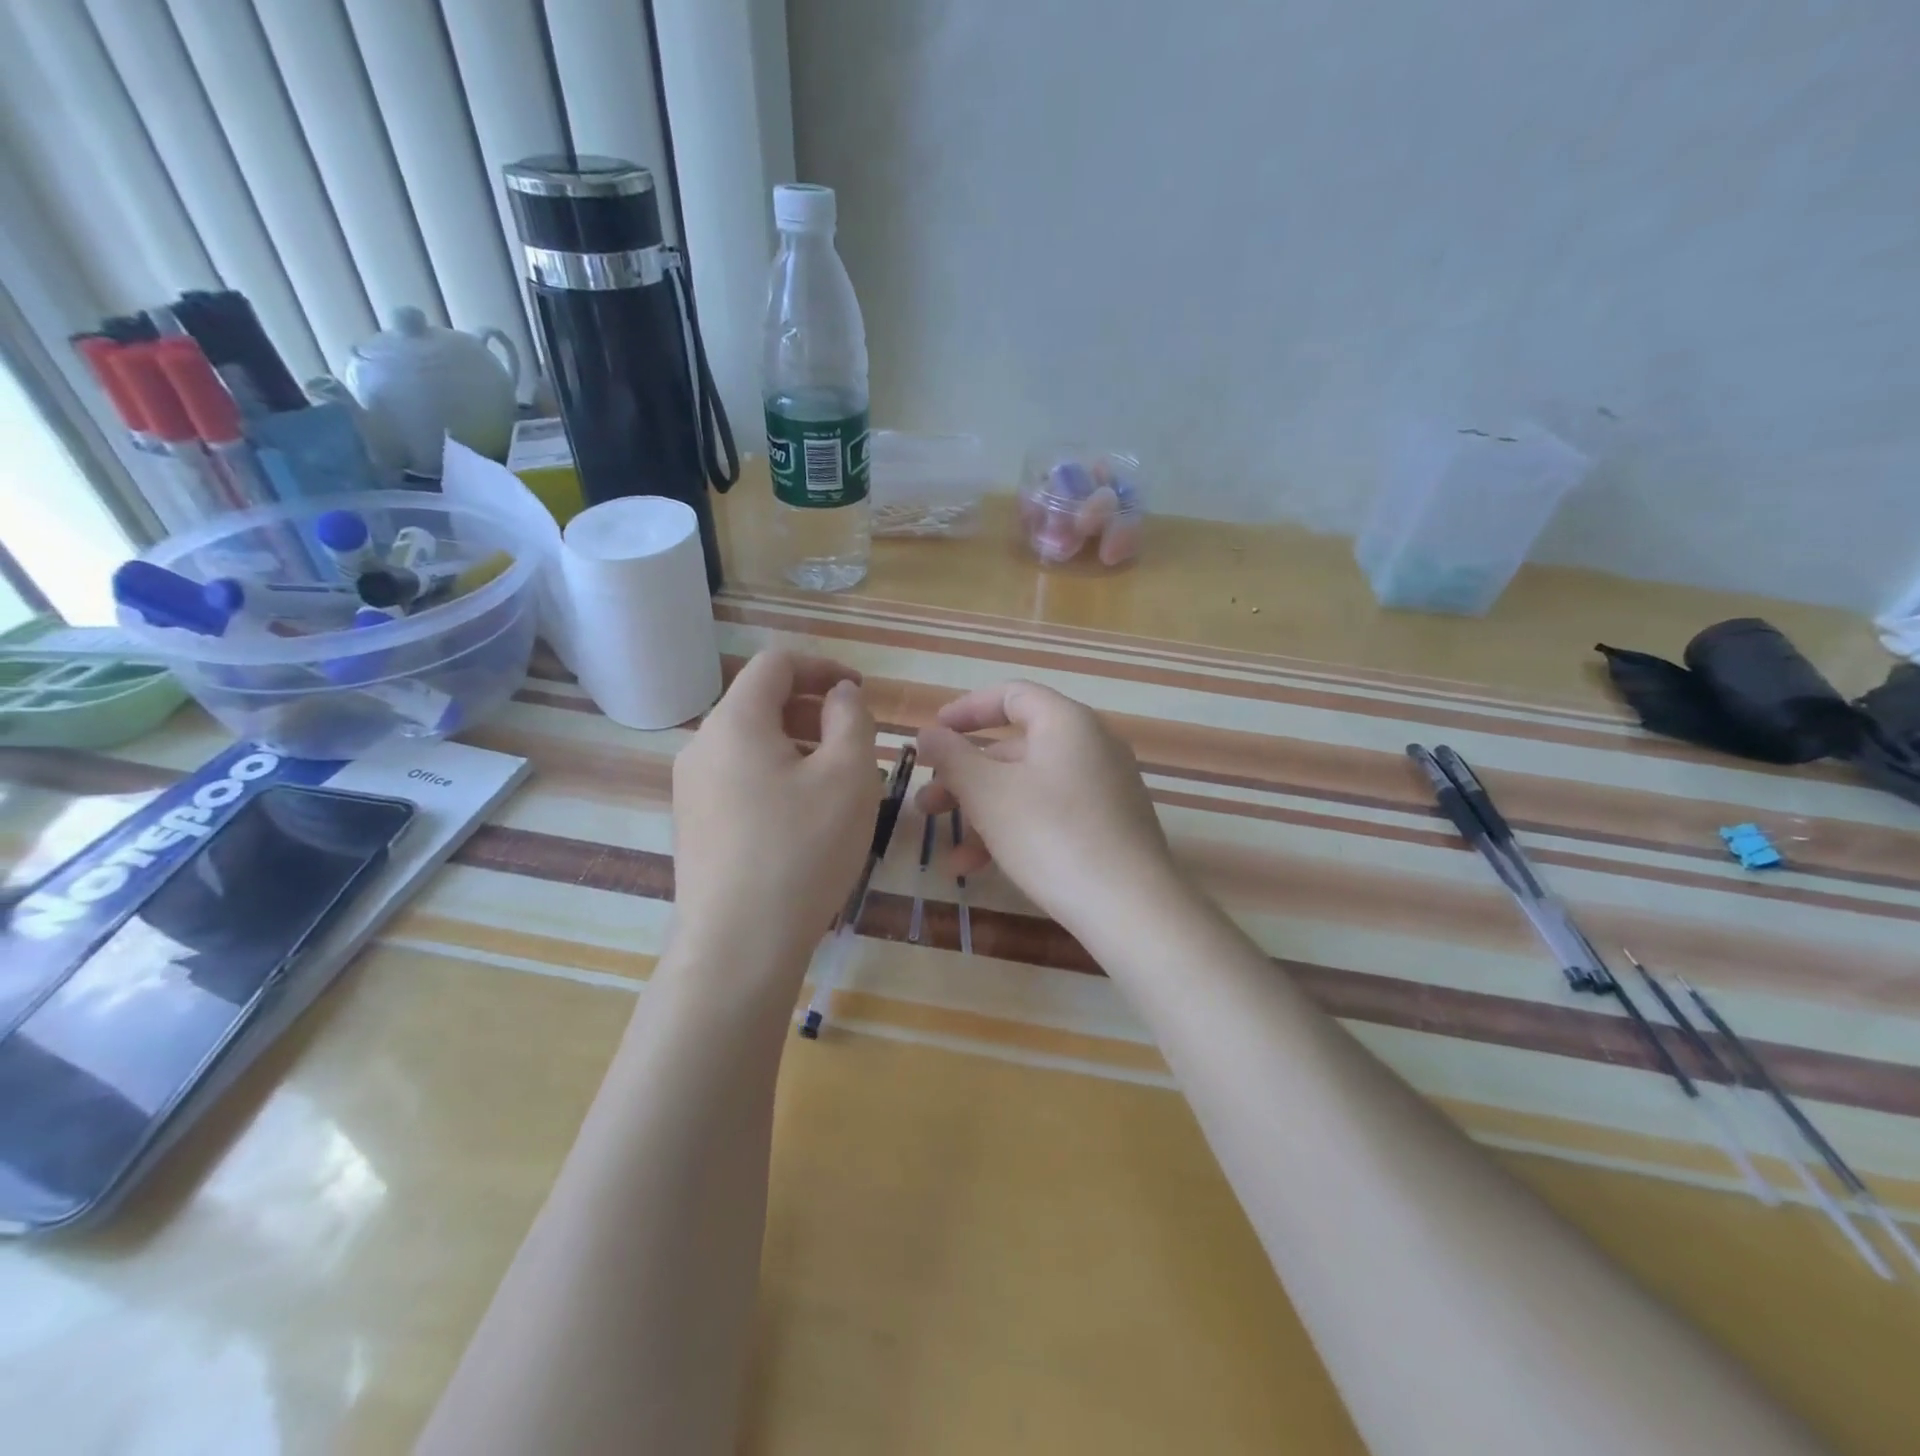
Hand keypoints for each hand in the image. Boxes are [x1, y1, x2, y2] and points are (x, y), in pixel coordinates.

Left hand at [671, 652, 880, 967]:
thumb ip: (851, 718)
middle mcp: (701, 747)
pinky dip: (777, 779)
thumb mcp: (849, 775)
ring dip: (798, 748)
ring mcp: (691, 790)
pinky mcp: (695, 826)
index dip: (823, 667)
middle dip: (813, 711)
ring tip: (837, 787)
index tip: (859, 692)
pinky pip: (740, 781)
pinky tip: (805, 821)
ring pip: (752, 746)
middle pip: (760, 703)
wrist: (738, 947)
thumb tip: (839, 695)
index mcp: (734, 722)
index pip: (776, 664)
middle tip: (856, 743)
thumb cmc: (802, 849)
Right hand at [915, 681, 1181, 935]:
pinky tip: (979, 868)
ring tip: (948, 851)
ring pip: (1029, 788)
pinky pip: (1051, 814)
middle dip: (964, 777)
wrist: (1131, 908)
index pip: (1011, 695)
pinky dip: (1014, 831)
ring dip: (982, 813)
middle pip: (1015, 749)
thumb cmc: (1052, 835)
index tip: (932, 734)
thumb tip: (929, 734)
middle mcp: (1091, 746)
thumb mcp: (989, 794)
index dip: (966, 710)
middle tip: (927, 804)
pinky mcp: (1110, 827)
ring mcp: (1105, 789)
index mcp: (1067, 723)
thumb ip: (953, 757)